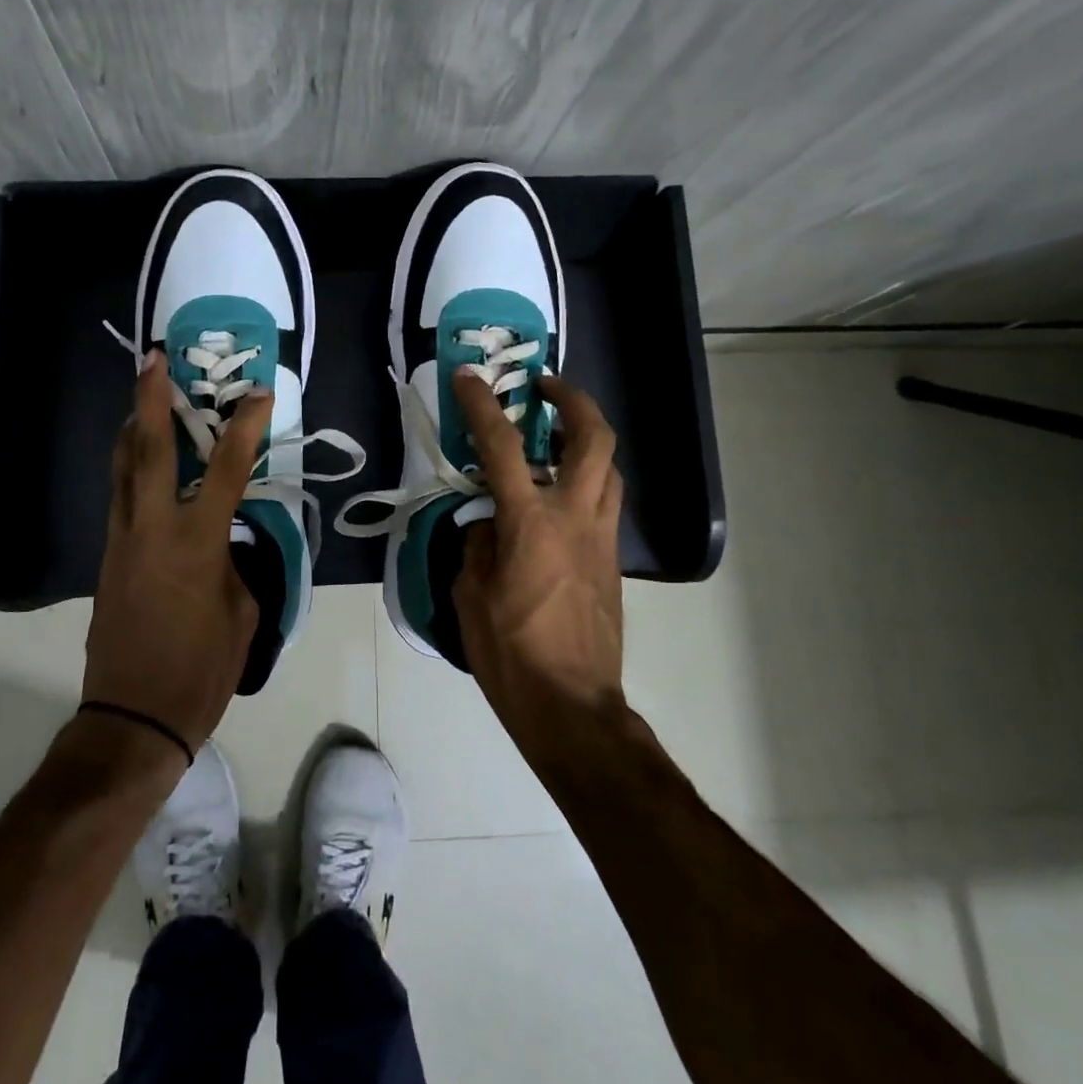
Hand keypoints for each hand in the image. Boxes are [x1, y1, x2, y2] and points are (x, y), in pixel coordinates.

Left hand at [83, 352, 271, 754]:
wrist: (133, 718)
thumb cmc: (200, 671)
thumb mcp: (242, 614)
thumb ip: (235, 565)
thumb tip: (225, 543)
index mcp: (196, 543)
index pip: (227, 469)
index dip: (245, 426)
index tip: (259, 393)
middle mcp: (152, 529)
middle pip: (147, 449)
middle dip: (150, 399)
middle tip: (154, 360)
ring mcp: (122, 541)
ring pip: (122, 468)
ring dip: (131, 426)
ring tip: (140, 394)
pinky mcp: (108, 558)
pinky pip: (119, 497)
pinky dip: (128, 466)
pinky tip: (139, 459)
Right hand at [451, 370, 627, 747]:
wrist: (572, 705)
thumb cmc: (511, 652)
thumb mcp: (471, 595)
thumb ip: (478, 547)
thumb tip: (489, 527)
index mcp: (530, 522)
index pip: (502, 447)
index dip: (482, 406)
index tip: (470, 378)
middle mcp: (575, 517)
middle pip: (593, 438)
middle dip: (572, 400)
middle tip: (544, 388)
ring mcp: (602, 538)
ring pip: (609, 468)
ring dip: (586, 439)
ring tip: (556, 437)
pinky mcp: (613, 561)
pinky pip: (605, 503)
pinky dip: (586, 481)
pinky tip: (559, 499)